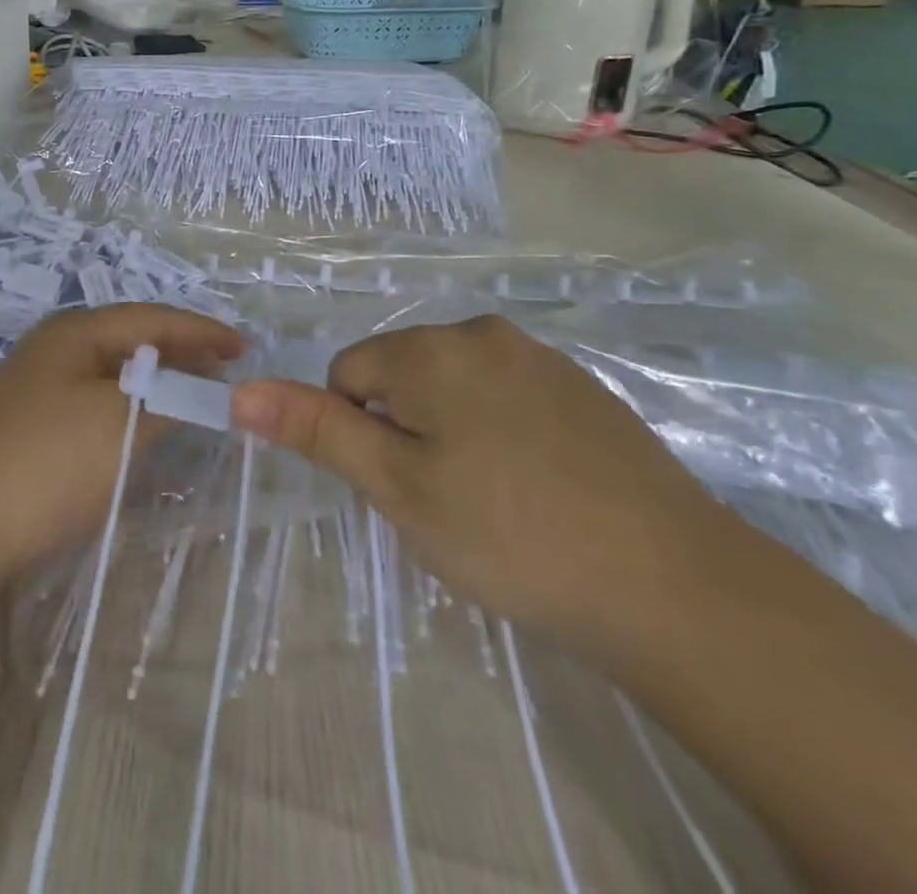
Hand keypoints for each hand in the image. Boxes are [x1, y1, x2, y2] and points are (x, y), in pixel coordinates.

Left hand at [0, 304, 243, 586]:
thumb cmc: (48, 463)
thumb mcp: (122, 423)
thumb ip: (170, 397)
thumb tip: (202, 385)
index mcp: (74, 332)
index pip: (151, 318)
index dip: (202, 330)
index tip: (246, 348)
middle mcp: (54, 349)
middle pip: (131, 340)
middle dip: (181, 353)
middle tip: (227, 371)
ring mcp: (38, 388)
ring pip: (114, 374)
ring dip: (157, 383)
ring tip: (196, 397)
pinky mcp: (31, 427)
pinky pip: (96, 402)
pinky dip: (131, 408)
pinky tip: (145, 428)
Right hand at [231, 316, 733, 640]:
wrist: (675, 584)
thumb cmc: (510, 534)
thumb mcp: (397, 487)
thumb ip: (317, 431)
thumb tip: (241, 391)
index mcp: (429, 349)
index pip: (347, 375)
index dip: (360, 434)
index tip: (402, 486)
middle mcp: (480, 332)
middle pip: (402, 375)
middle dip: (405, 429)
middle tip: (446, 499)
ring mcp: (539, 356)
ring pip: (454, 387)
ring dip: (452, 431)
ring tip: (494, 500)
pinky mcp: (583, 387)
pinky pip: (507, 397)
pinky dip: (502, 433)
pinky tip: (539, 489)